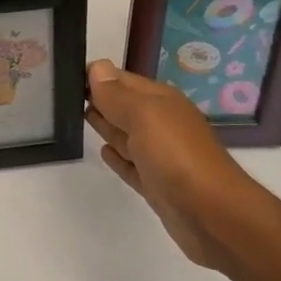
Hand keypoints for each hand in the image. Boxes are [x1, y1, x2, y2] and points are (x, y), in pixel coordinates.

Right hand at [84, 60, 257, 268]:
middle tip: (69, 94)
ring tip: (81, 117)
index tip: (68, 73)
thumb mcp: (144, 116)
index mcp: (162, 101)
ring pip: (127, 135)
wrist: (212, 214)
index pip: (124, 81)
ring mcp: (160, 157)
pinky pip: (132, 165)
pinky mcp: (157, 185)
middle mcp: (162, 124)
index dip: (99, 76)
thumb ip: (118, 95)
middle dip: (102, 100)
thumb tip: (97, 67)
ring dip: (107, 126)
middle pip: (125, 107)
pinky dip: (118, 158)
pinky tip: (104, 153)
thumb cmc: (176, 155)